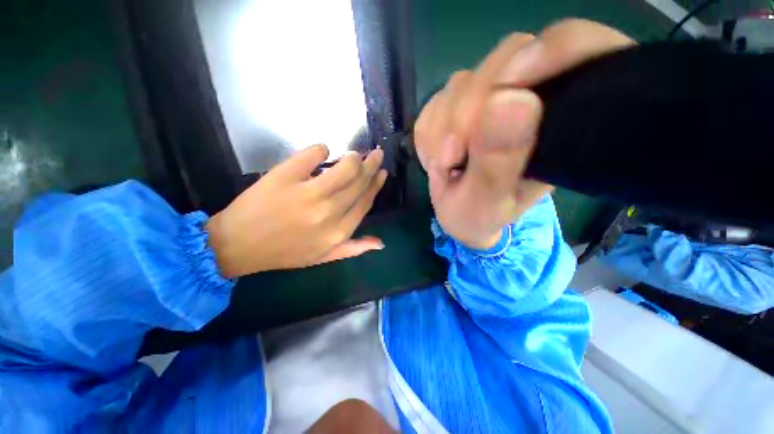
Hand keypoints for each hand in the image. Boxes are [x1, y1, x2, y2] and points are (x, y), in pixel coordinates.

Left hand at [206, 144, 387, 277]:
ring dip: (353, 157)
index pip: (365, 201)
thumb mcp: (323, 257)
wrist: (239, 246)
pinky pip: (311, 154)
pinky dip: (320, 149)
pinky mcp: (285, 176)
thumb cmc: (284, 253)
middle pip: (358, 182)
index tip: (382, 172)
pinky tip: (323, 149)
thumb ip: (354, 248)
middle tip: (376, 154)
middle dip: (371, 165)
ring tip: (355, 154)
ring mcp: (308, 193)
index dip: (376, 184)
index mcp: (339, 231)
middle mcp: (329, 212)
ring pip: (344, 168)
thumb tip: (381, 243)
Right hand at [414, 19, 633, 248]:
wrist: (459, 216)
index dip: (548, 53)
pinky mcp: (458, 107)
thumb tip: (512, 100)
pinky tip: (437, 157)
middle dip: (466, 113)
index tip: (506, 91)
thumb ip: (498, 162)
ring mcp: (489, 99)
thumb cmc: (478, 216)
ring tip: (446, 164)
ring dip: (442, 129)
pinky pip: (435, 102)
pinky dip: (428, 133)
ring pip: (462, 83)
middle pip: (505, 60)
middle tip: (453, 159)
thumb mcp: (488, 202)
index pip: (575, 49)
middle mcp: (529, 100)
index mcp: (558, 123)